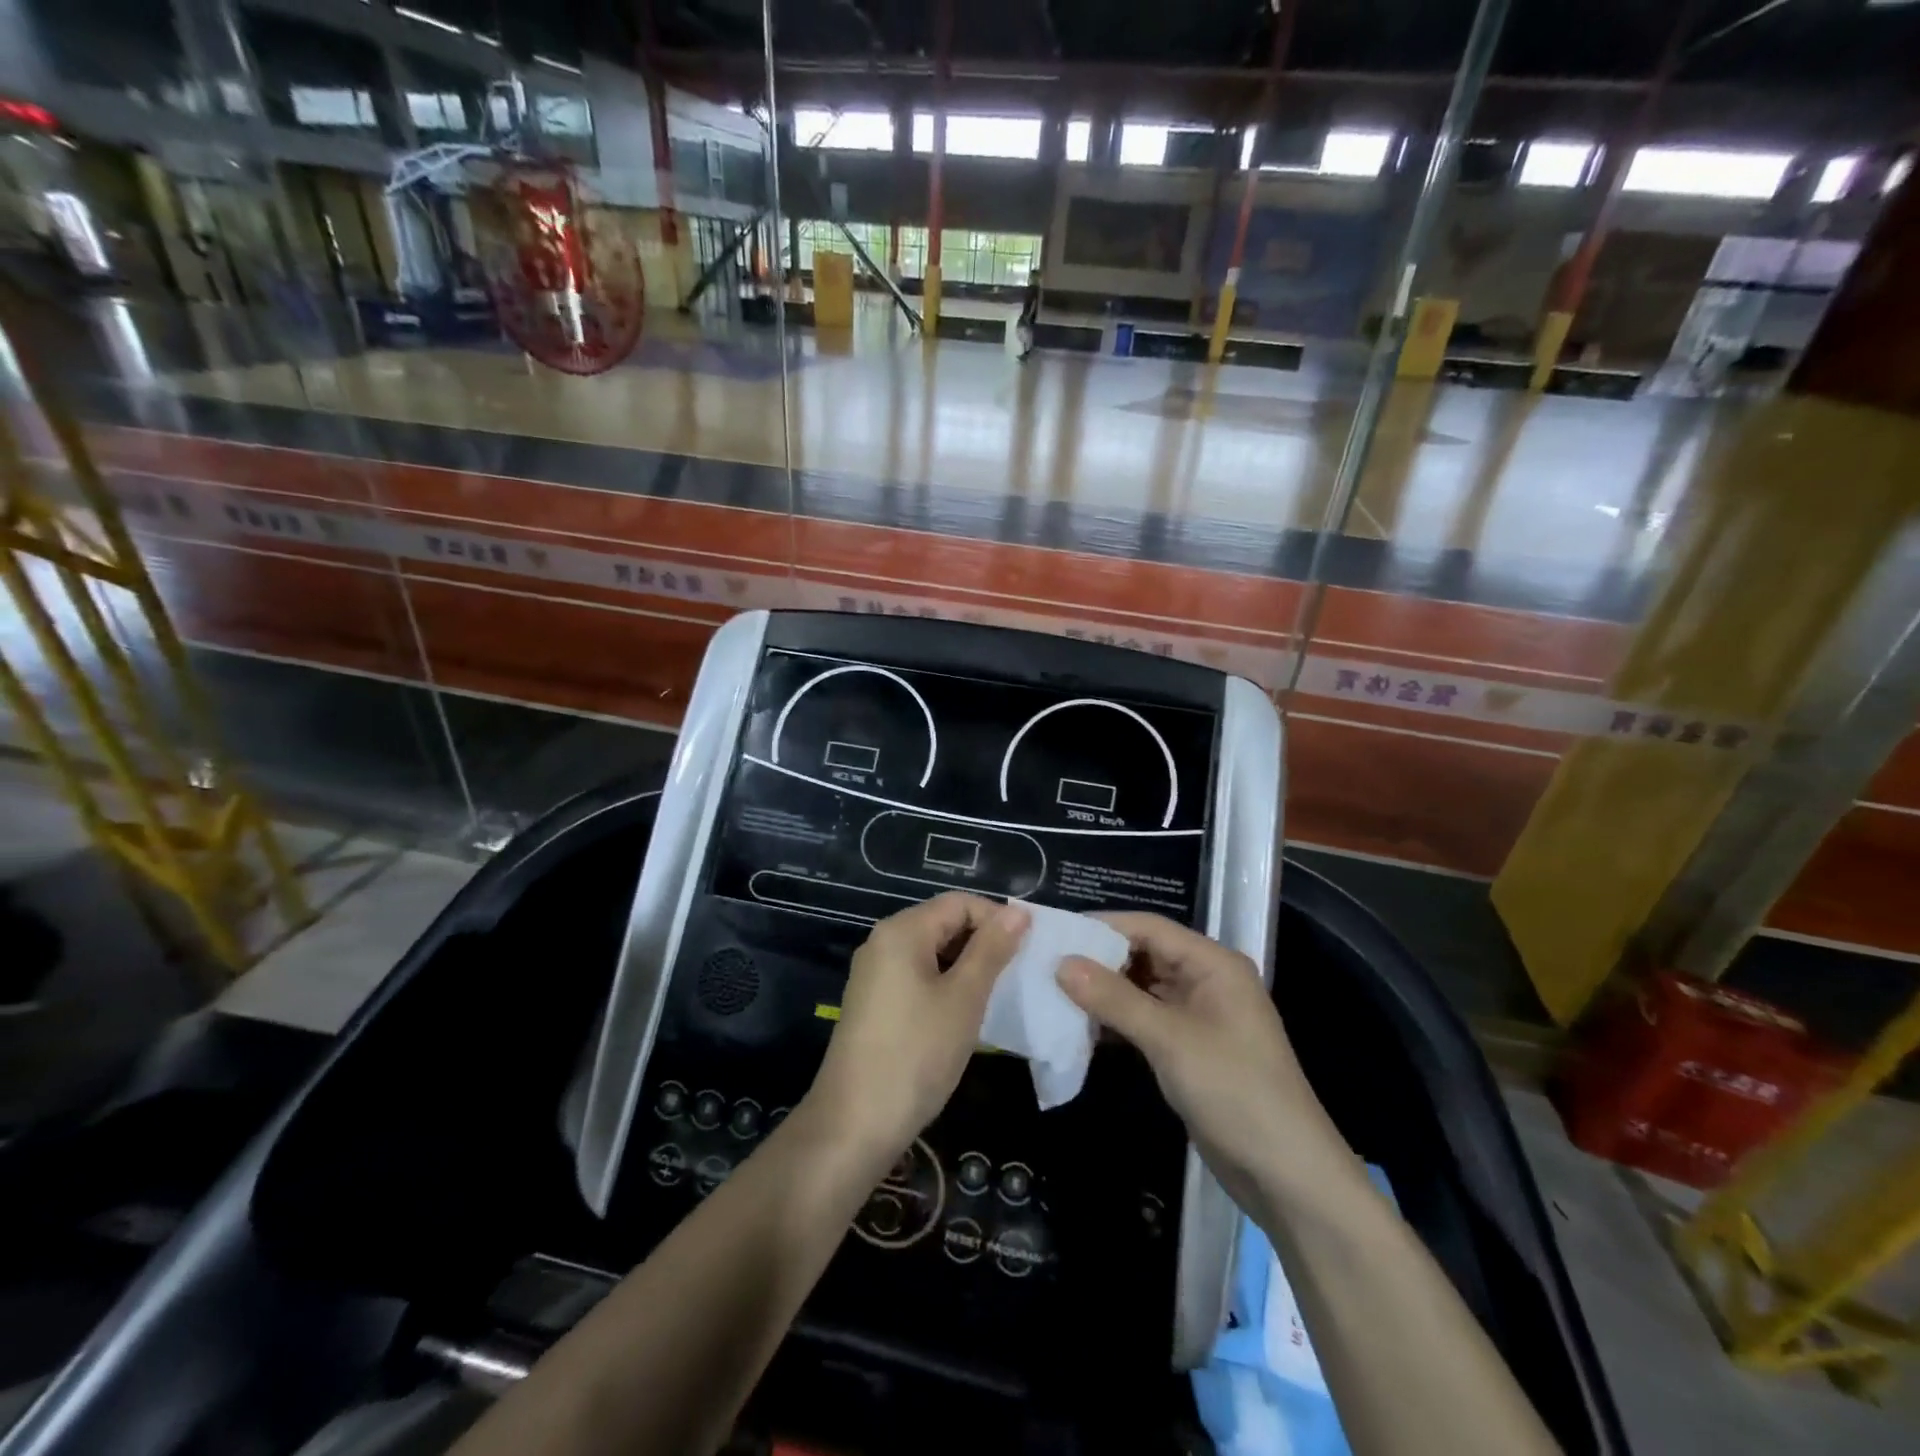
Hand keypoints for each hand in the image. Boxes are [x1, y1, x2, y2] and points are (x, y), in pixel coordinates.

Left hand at [808, 893, 1028, 1158]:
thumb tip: (1018, 911)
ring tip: (999, 994)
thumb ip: (991, 950)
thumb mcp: (964, 999)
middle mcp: (883, 942)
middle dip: (983, 942)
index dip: (997, 918)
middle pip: (943, 923)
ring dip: (967, 966)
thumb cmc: (916, 1054)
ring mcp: (875, 974)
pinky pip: (917, 976)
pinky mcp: (874, 1002)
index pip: (959, 903)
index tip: (1030, 949)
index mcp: (902, 931)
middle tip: (1019, 974)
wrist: (854, 1124)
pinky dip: (945, 985)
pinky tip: (966, 1014)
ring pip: (932, 952)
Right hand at [1057, 913, 1353, 1212]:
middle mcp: (1206, 980)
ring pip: (1141, 988)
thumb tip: (1061, 963)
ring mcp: (1198, 1016)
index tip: (1054, 933)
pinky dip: (1117, 1021)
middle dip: (1098, 959)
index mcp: (1213, 964)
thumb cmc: (1234, 1092)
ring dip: (1104, 992)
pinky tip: (1082, 1028)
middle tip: (1045, 964)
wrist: (1287, 1176)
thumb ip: (1114, 999)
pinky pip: (1146, 1020)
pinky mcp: (1189, 1048)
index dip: (1102, 926)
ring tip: (1054, 993)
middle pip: (1144, 954)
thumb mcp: (1170, 1040)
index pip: (1149, 927)